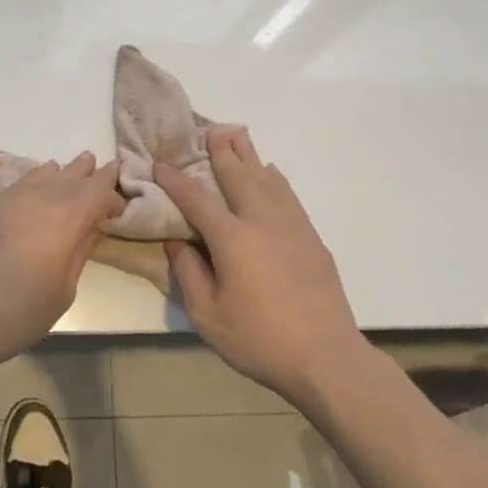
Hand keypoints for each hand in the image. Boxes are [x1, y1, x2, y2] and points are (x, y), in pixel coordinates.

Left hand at [0, 153, 123, 370]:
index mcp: (64, 220)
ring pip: (41, 175)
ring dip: (61, 172)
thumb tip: (92, 226)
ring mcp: (5, 200)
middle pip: (70, 177)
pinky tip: (36, 183)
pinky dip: (33, 181)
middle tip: (104, 166)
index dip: (112, 195)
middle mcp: (37, 200)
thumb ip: (80, 252)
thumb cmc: (18, 314)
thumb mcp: (63, 291)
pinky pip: (16, 186)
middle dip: (89, 173)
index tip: (119, 207)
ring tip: (73, 166)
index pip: (97, 193)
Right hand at [156, 128, 365, 400]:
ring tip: (237, 136)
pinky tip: (271, 173)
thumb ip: (189, 273)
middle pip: (238, 176)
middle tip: (209, 129)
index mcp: (233, 239)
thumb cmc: (259, 340)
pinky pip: (288, 196)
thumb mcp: (208, 316)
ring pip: (267, 179)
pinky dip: (275, 178)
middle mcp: (262, 222)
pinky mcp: (311, 238)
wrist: (326, 357)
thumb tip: (177, 241)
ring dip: (249, 156)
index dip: (176, 179)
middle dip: (221, 151)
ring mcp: (291, 227)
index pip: (197, 199)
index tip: (160, 162)